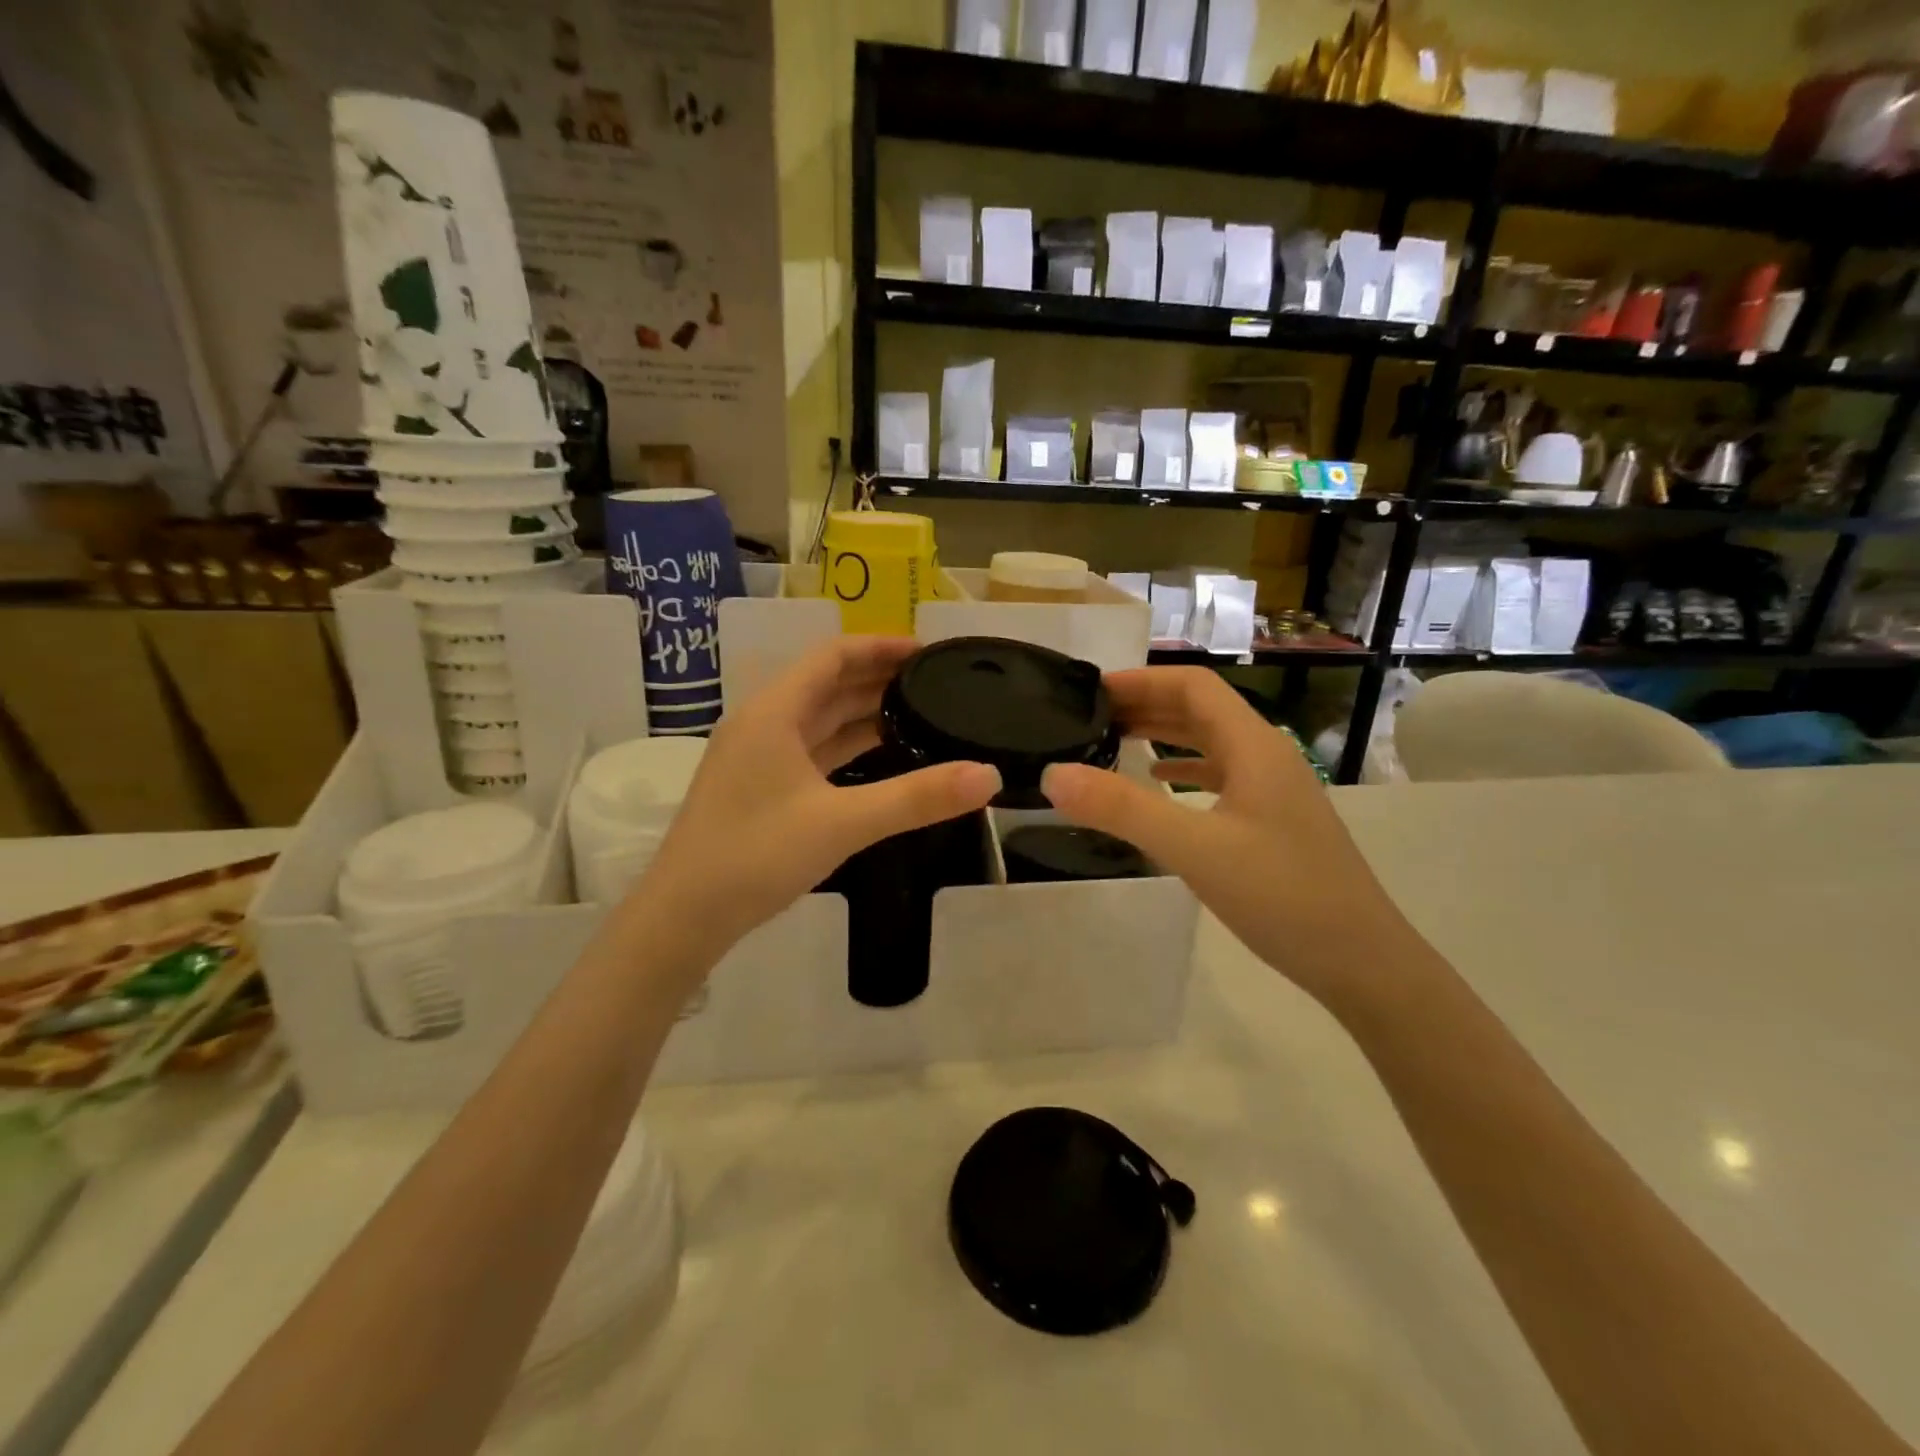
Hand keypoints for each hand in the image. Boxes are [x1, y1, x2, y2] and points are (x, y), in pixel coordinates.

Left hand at [633, 637, 1000, 958]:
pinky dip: (847, 745)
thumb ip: (917, 798)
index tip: (928, 651)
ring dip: (864, 711)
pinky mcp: (760, 787)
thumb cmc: (756, 856)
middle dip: (878, 677)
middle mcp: (763, 723)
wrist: (683, 916)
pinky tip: (880, 754)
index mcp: (774, 712)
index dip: (880, 646)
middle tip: (934, 681)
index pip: (832, 656)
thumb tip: (987, 775)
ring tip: (918, 712)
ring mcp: (758, 756)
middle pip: (827, 683)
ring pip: (819, 719)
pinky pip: (812, 750)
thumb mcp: (843, 824)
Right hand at [1041, 667, 1412, 1005]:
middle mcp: (1266, 755)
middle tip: (1090, 717)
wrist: (1362, 961)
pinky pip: (1220, 777)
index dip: (1141, 680)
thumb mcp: (1193, 849)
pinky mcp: (1273, 820)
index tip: (1091, 692)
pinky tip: (1159, 784)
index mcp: (1253, 745)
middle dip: (1146, 704)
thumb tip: (1054, 774)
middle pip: (1201, 709)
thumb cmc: (1282, 896)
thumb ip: (1122, 809)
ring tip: (1114, 741)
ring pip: (1211, 742)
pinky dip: (1184, 771)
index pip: (1193, 686)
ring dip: (1164, 735)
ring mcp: (1273, 789)